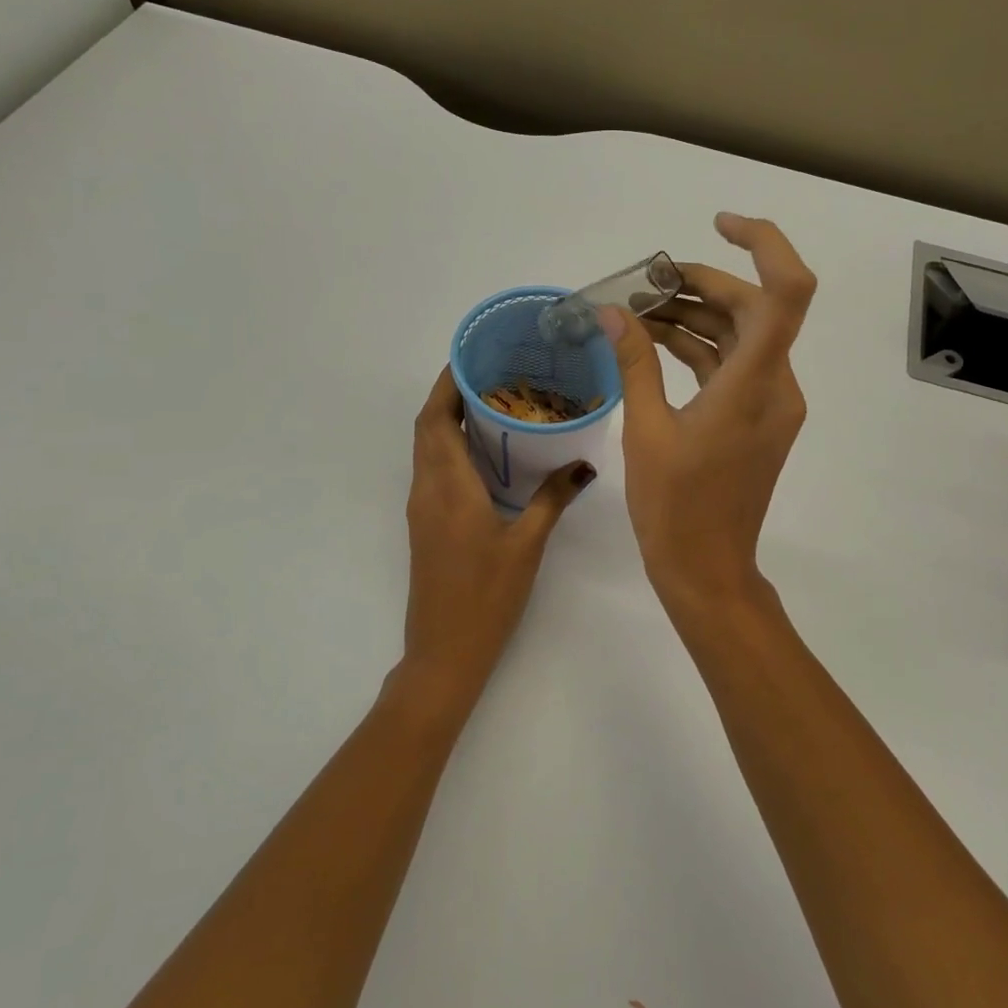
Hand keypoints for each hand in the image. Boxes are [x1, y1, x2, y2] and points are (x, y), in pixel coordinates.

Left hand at [400, 367, 594, 697]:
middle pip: (427, 427)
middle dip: (451, 394)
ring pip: (427, 448)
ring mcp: (423, 508)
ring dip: (448, 420)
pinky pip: (433, 469)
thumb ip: (553, 499)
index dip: (447, 383)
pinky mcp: (426, 523)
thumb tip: (584, 464)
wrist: (445, 650)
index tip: (473, 357)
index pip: (436, 418)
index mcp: (448, 486)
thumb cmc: (486, 596)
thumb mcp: (527, 544)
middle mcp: (427, 489)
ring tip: (492, 402)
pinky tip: (485, 452)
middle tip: (491, 373)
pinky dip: (450, 447)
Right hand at [600, 213, 815, 612]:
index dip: (763, 244)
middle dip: (700, 285)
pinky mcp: (758, 418)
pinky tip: (655, 343)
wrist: (707, 570)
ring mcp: (771, 403)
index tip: (718, 226)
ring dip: (694, 317)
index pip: (787, 293)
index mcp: (754, 385)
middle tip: (643, 285)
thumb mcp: (646, 431)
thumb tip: (612, 312)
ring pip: (741, 336)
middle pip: (752, 308)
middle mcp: (776, 386)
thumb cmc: (674, 509)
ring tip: (637, 312)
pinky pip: (733, 366)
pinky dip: (699, 349)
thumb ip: (633, 363)